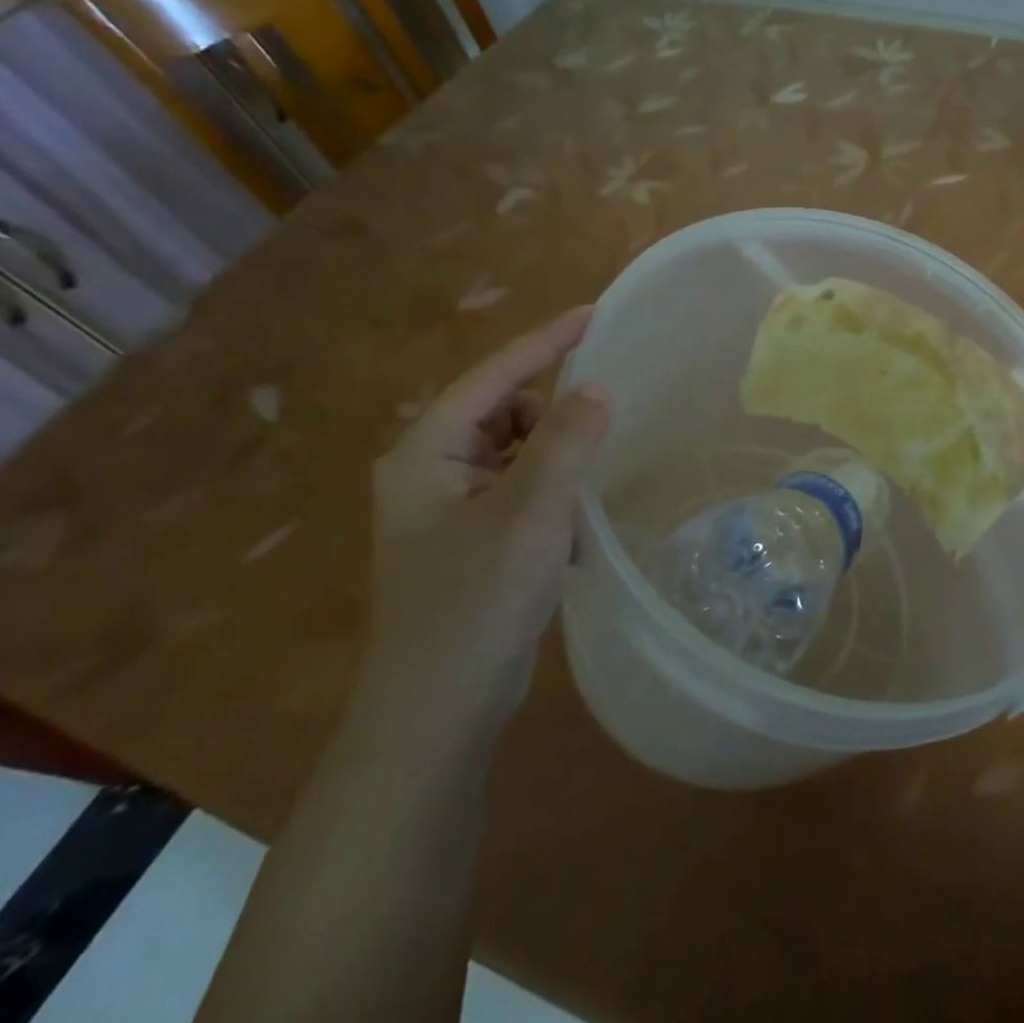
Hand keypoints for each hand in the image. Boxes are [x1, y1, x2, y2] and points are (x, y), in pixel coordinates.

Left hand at [363, 306, 610, 741]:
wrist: (439, 709)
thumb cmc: (477, 601)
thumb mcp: (531, 512)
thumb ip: (568, 441)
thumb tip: (597, 387)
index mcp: (425, 453)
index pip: (493, 376)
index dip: (545, 341)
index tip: (595, 313)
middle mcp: (431, 470)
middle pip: (505, 411)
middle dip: (552, 416)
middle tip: (595, 438)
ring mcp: (451, 506)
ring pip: (518, 451)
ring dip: (557, 459)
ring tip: (583, 492)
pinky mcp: (474, 537)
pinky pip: (522, 486)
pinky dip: (553, 491)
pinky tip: (572, 525)